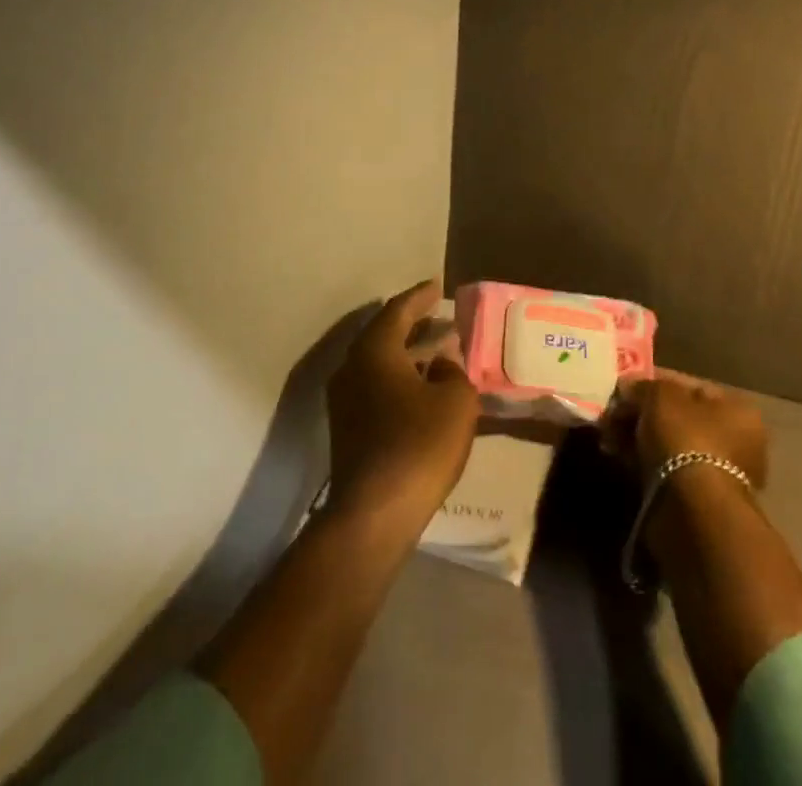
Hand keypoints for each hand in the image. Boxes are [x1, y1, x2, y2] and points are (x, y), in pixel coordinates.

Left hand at [325, 281, 478, 538]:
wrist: (373, 515)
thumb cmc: (418, 446)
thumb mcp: (456, 401)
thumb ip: (453, 372)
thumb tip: (441, 362)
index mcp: (375, 351)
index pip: (398, 310)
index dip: (420, 296)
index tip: (438, 285)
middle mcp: (352, 368)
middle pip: (384, 333)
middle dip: (414, 324)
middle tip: (441, 316)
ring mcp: (345, 400)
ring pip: (378, 362)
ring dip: (406, 352)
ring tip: (437, 349)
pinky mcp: (347, 428)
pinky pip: (375, 385)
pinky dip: (398, 376)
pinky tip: (422, 387)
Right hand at [607, 369, 769, 489]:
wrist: (691, 512)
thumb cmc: (685, 439)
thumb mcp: (660, 396)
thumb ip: (643, 386)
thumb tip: (627, 389)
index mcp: (737, 409)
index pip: (689, 386)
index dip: (653, 382)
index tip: (624, 387)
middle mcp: (734, 440)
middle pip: (677, 417)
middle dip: (642, 413)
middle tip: (611, 413)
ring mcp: (715, 473)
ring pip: (667, 445)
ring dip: (637, 437)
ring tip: (607, 435)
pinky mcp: (694, 501)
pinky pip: (662, 470)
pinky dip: (639, 462)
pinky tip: (615, 455)